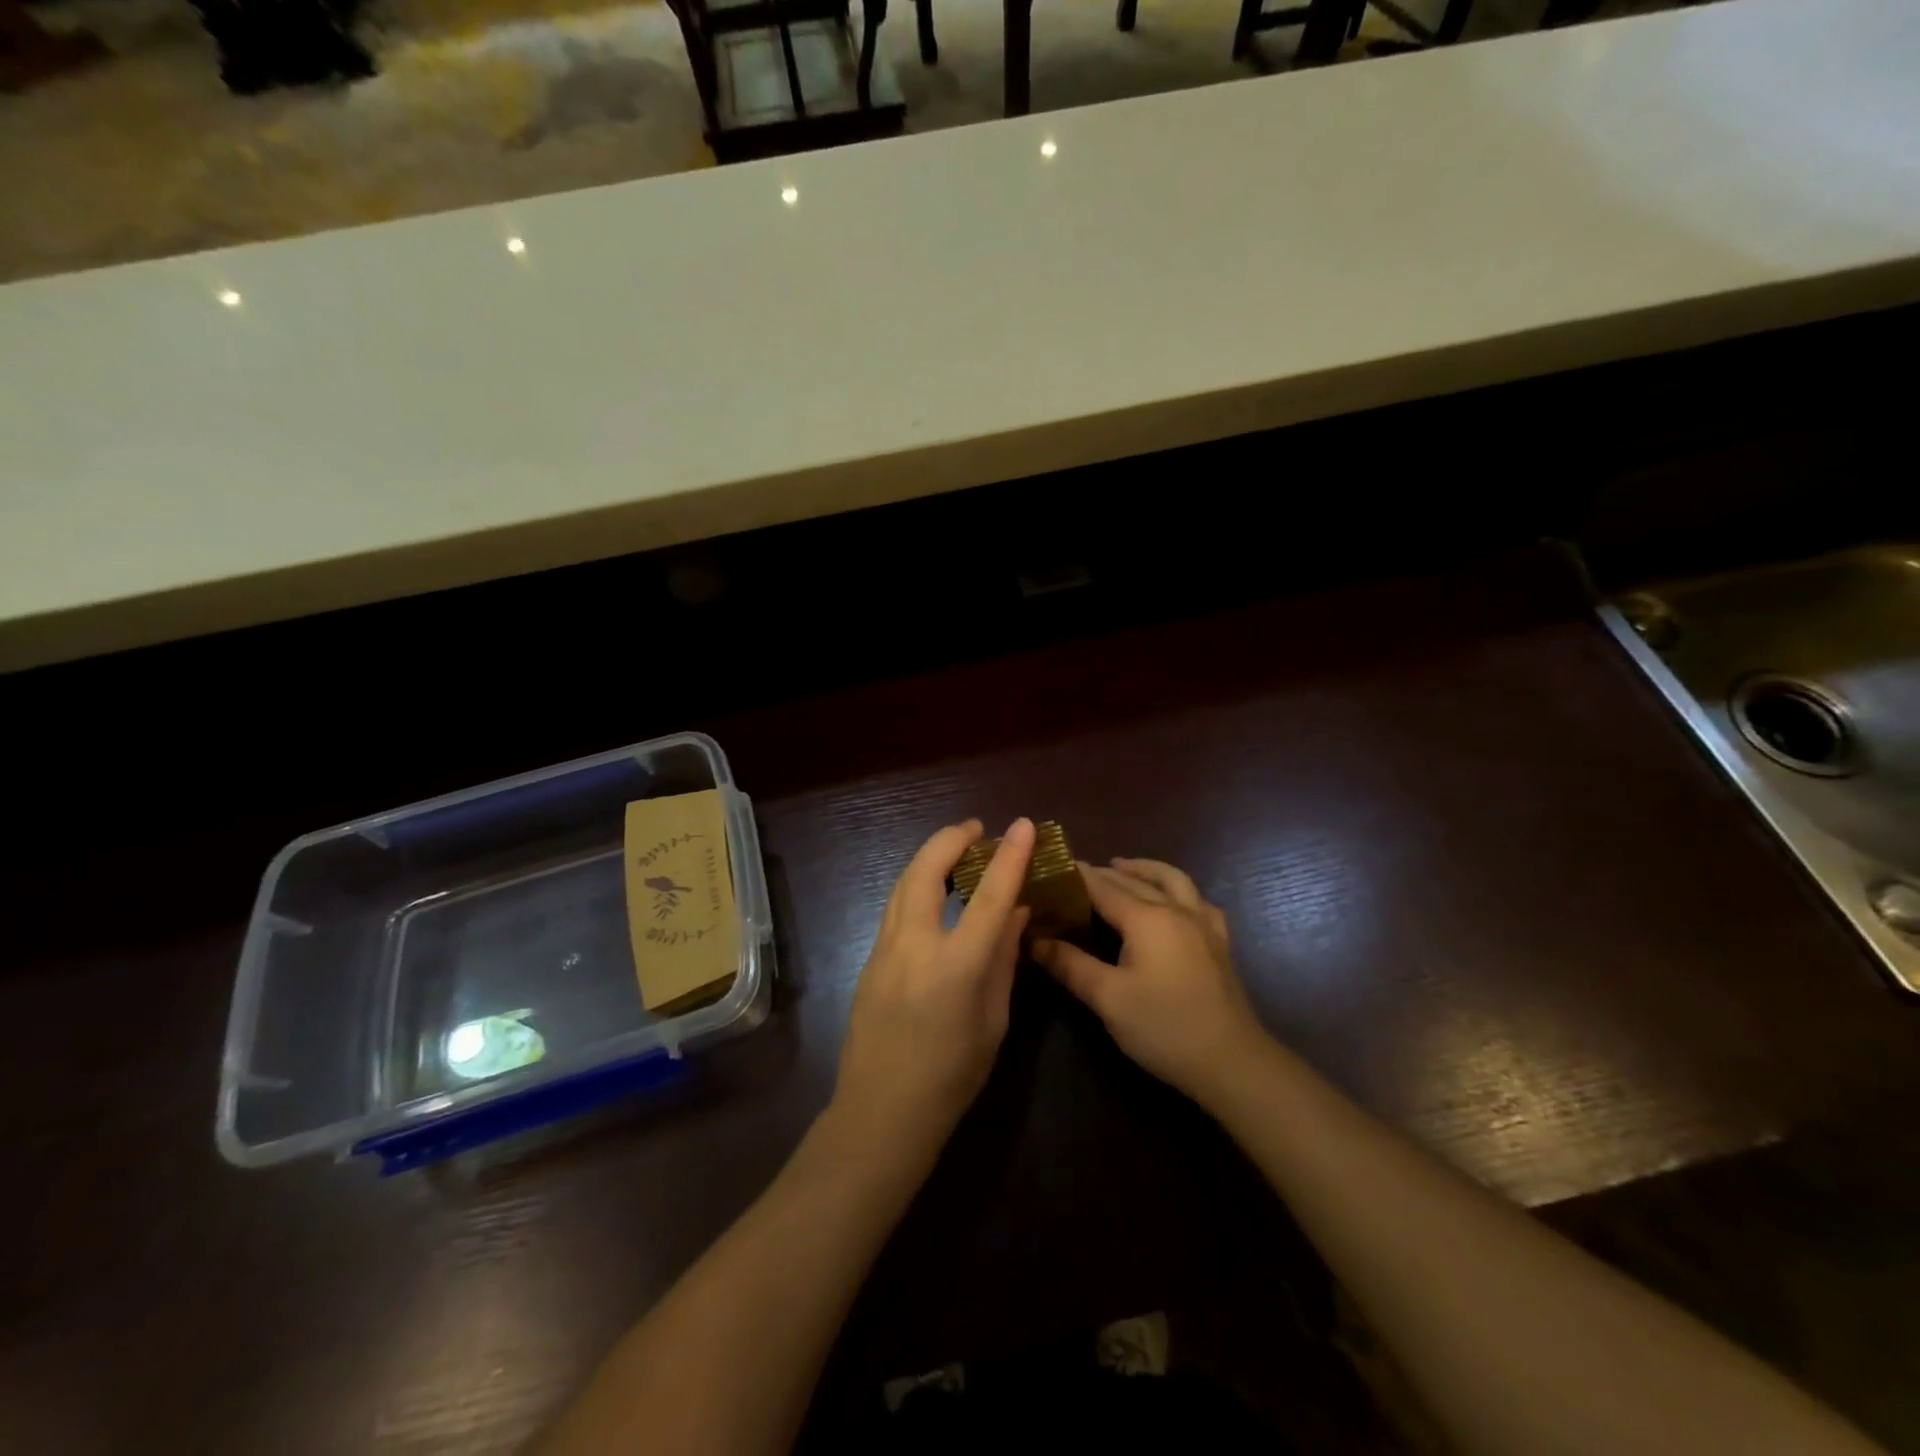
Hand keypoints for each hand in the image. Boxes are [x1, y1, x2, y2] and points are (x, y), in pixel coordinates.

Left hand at [832, 818, 1035, 1154]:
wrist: (881, 1113)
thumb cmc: (951, 1077)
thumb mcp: (993, 1021)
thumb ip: (1003, 961)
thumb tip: (1016, 914)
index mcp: (956, 967)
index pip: (989, 897)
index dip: (1008, 857)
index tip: (1022, 825)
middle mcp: (915, 947)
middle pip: (926, 870)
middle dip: (951, 839)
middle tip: (976, 830)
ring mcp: (884, 950)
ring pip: (903, 883)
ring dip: (930, 857)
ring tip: (955, 850)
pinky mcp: (870, 959)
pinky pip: (895, 907)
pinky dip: (916, 884)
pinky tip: (933, 892)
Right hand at [1034, 858, 1265, 1104]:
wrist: (1231, 1061)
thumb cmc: (1164, 1027)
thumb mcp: (1107, 998)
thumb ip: (1070, 965)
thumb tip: (1035, 940)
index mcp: (1147, 918)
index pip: (1104, 887)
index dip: (1078, 875)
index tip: (1054, 865)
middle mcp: (1176, 910)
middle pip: (1135, 881)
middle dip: (1105, 872)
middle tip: (1077, 872)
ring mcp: (1203, 924)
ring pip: (1173, 880)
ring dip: (1146, 870)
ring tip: (1124, 868)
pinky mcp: (1219, 943)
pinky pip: (1198, 901)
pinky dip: (1179, 891)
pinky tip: (1174, 902)